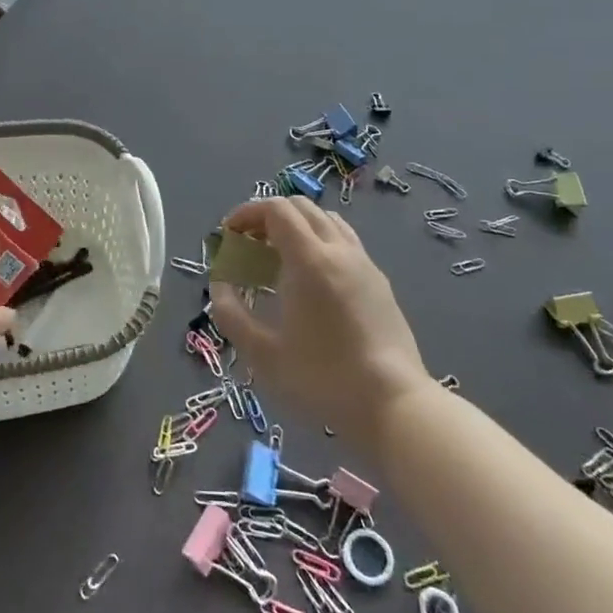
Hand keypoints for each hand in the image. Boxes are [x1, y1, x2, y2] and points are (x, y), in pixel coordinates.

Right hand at [209, 198, 429, 453]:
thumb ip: (232, 314)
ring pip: (327, 220)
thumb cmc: (323, 379)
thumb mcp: (263, 354)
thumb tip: (219, 285)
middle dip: (269, 216)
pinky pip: (345, 241)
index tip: (229, 234)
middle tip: (249, 243)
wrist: (394, 405)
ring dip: (297, 225)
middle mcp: (339, 250)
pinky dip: (320, 241)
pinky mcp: (379, 282)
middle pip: (301, 207)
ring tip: (278, 256)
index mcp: (309, 259)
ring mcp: (364, 263)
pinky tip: (311, 278)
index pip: (276, 209)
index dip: (247, 212)